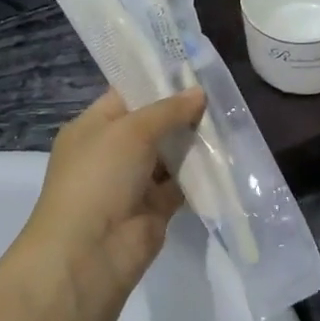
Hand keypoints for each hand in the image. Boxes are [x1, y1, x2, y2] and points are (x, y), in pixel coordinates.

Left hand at [21, 88, 206, 295]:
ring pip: (170, 153)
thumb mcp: (131, 131)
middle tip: (220, 93)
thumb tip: (199, 92)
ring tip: (229, 118)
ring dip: (195, 141)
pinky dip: (201, 172)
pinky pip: (182, 182)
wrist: (90, 252)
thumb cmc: (99, 177)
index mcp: (93, 127)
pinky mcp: (155, 207)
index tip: (193, 69)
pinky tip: (226, 154)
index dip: (157, 81)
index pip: (127, 94)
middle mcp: (112, 152)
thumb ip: (168, 110)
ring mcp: (134, 181)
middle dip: (183, 111)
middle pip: (153, 124)